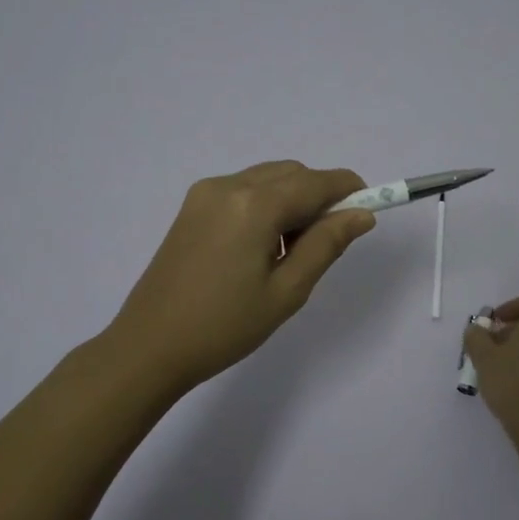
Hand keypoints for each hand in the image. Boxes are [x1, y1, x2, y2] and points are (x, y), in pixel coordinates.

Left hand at [108, 161, 376, 392]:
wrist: (150, 346)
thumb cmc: (224, 326)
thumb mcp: (287, 291)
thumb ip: (326, 245)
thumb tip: (362, 215)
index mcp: (254, 204)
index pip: (315, 182)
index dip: (348, 190)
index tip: (369, 210)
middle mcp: (228, 185)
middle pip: (292, 173)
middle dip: (319, 197)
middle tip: (325, 244)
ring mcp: (205, 193)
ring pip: (268, 179)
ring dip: (292, 201)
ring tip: (289, 252)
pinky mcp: (192, 207)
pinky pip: (243, 190)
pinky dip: (266, 205)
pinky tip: (261, 246)